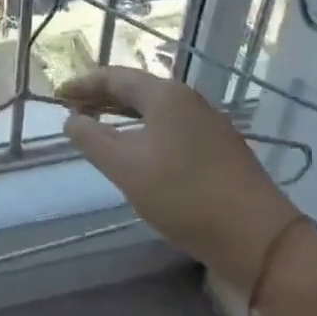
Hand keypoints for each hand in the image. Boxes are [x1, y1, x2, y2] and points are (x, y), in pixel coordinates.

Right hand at [58, 67, 298, 293]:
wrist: (258, 239)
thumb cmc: (184, 196)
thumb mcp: (126, 167)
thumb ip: (92, 139)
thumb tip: (72, 119)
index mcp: (166, 95)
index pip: (114, 77)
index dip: (83, 84)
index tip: (57, 96)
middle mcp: (189, 101)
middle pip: (137, 89)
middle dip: (102, 97)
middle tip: (73, 110)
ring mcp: (209, 124)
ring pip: (156, 109)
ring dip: (123, 114)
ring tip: (99, 128)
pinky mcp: (221, 149)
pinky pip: (171, 127)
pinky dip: (145, 130)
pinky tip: (138, 151)